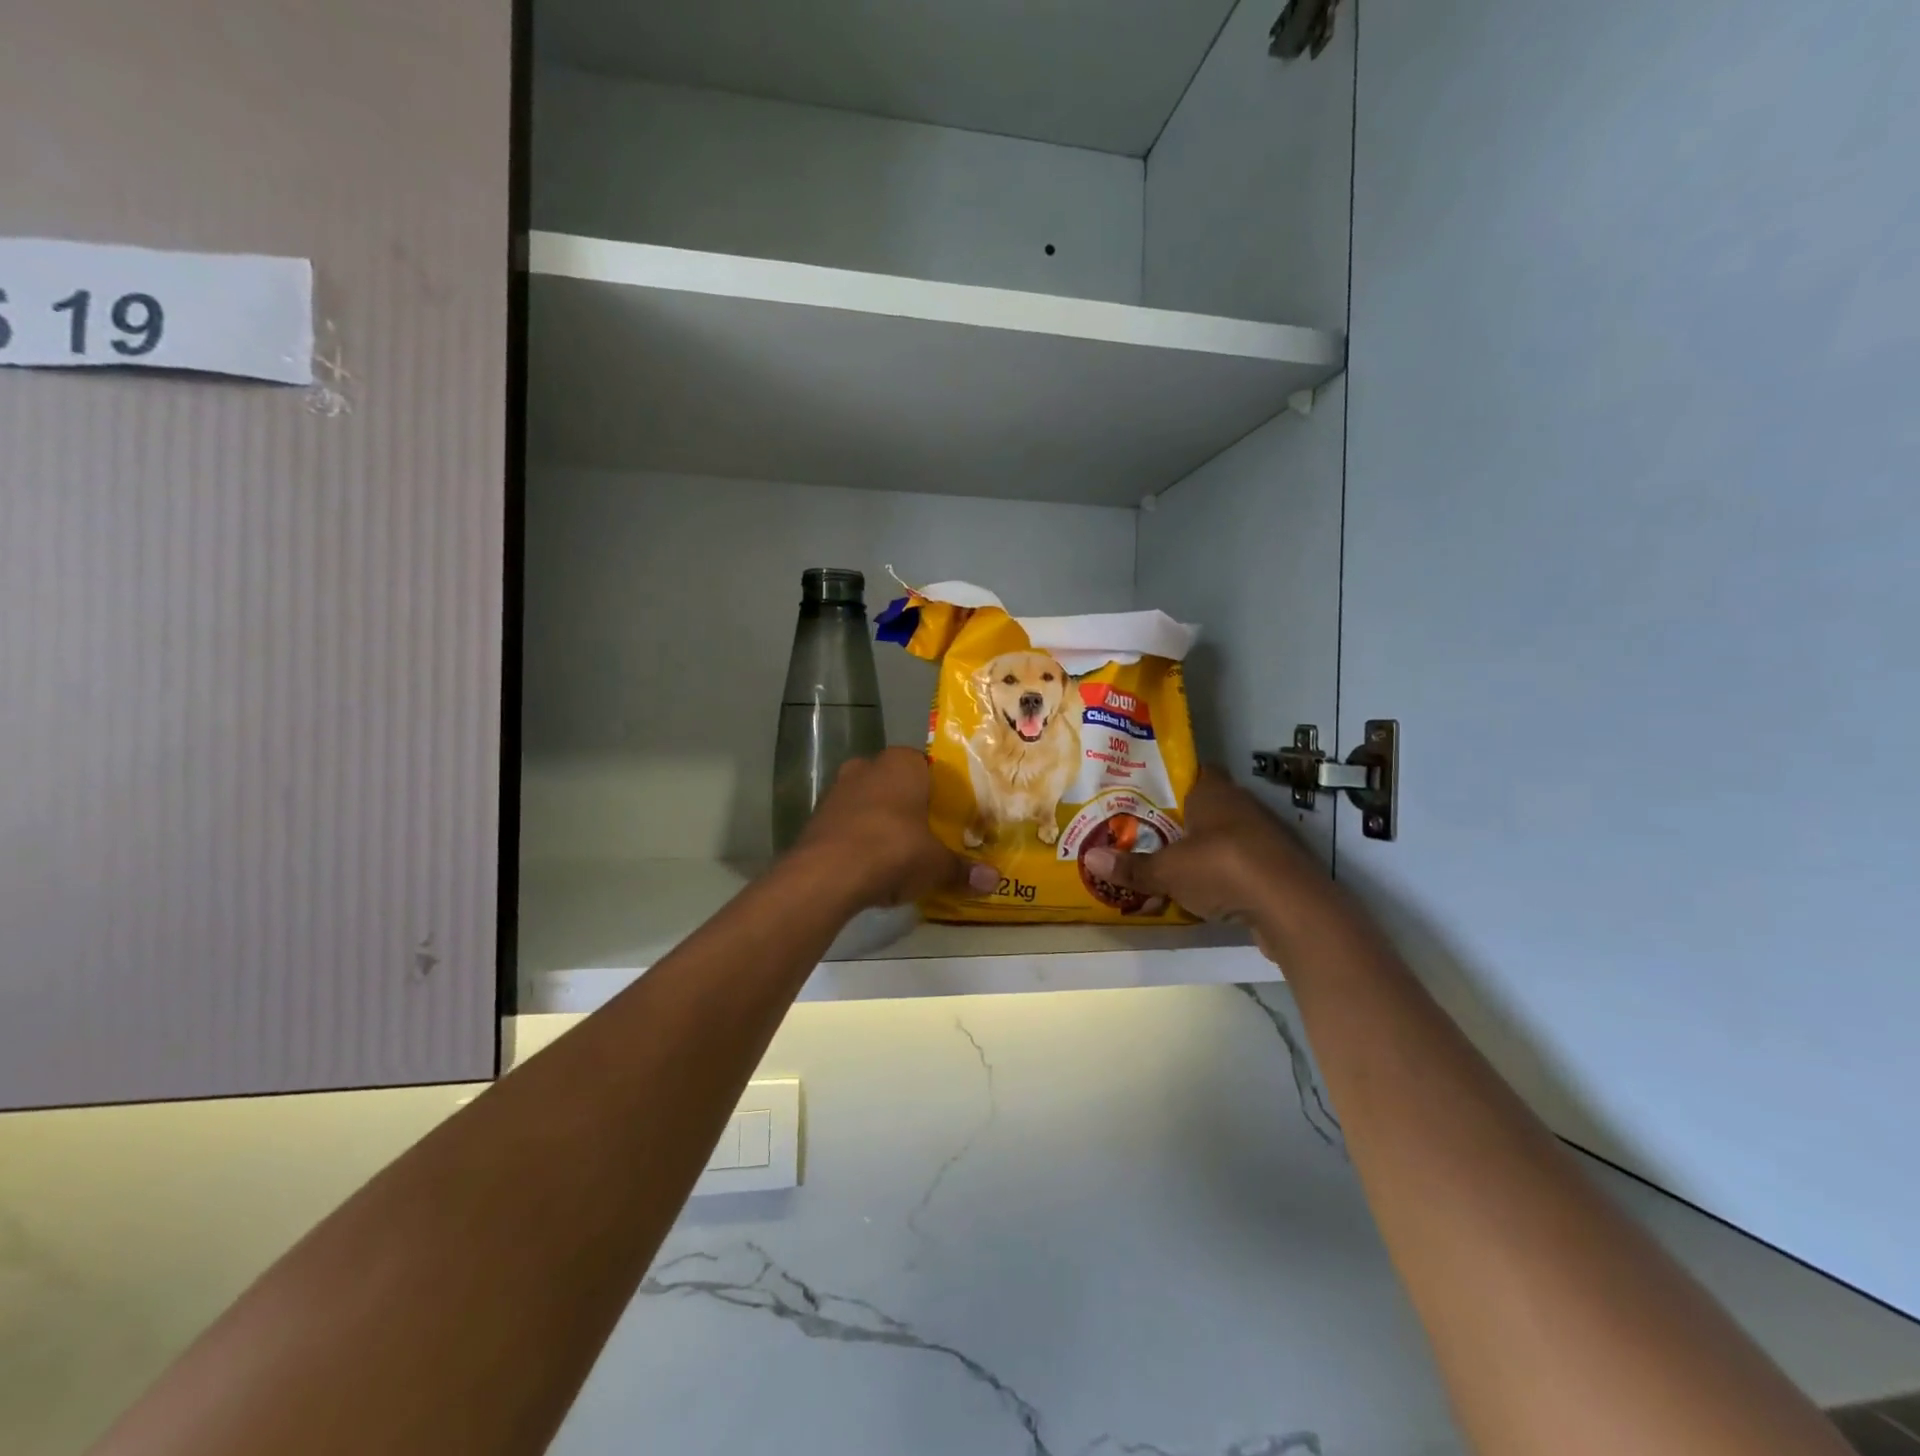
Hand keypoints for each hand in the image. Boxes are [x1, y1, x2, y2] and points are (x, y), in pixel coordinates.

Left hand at [791, 748, 996, 909]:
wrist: (828, 874)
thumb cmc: (894, 850)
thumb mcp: (936, 864)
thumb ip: (963, 869)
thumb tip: (994, 880)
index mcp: (902, 763)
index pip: (928, 767)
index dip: (940, 792)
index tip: (950, 816)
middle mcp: (868, 766)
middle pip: (897, 784)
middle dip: (910, 807)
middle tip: (928, 835)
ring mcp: (838, 789)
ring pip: (869, 803)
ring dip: (882, 823)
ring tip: (901, 854)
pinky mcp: (817, 817)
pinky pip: (848, 824)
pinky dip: (860, 840)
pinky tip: (871, 866)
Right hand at [1081, 769, 1331, 957]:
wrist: (1291, 907)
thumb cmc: (1223, 868)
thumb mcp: (1168, 871)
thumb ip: (1132, 866)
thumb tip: (1089, 858)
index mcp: (1214, 792)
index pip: (1190, 772)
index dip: (1167, 782)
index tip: (1142, 795)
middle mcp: (1241, 805)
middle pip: (1204, 806)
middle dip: (1178, 820)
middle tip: (1144, 833)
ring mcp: (1264, 836)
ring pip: (1223, 836)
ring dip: (1201, 849)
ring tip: (1167, 864)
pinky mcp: (1276, 867)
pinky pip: (1240, 864)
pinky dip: (1222, 874)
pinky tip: (1201, 891)